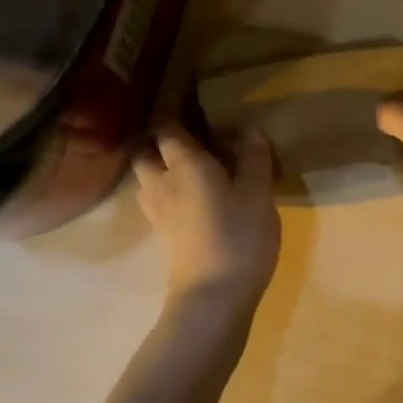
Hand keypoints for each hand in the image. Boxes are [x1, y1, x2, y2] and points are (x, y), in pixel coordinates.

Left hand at [135, 122, 281, 309]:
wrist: (212, 298)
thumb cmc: (238, 236)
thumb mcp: (257, 194)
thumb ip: (254, 160)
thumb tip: (251, 131)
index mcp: (184, 164)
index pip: (167, 128)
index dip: (174, 114)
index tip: (190, 104)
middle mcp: (162, 182)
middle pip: (145, 153)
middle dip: (159, 143)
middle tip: (187, 140)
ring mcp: (156, 212)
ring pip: (146, 179)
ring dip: (158, 169)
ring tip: (186, 169)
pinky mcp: (162, 236)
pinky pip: (155, 202)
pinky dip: (165, 193)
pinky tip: (189, 199)